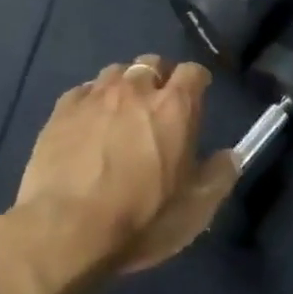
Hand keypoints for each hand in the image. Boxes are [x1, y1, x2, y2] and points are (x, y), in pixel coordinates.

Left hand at [15, 56, 240, 273]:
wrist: (64, 230)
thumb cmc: (139, 220)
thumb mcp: (194, 210)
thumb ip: (219, 177)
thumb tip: (231, 156)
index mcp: (174, 107)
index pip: (193, 72)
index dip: (196, 83)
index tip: (196, 97)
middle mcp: (135, 90)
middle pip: (152, 63)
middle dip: (159, 77)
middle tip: (158, 105)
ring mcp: (95, 96)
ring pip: (116, 72)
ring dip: (125, 85)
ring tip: (121, 111)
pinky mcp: (61, 109)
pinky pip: (84, 91)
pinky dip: (92, 100)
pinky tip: (89, 123)